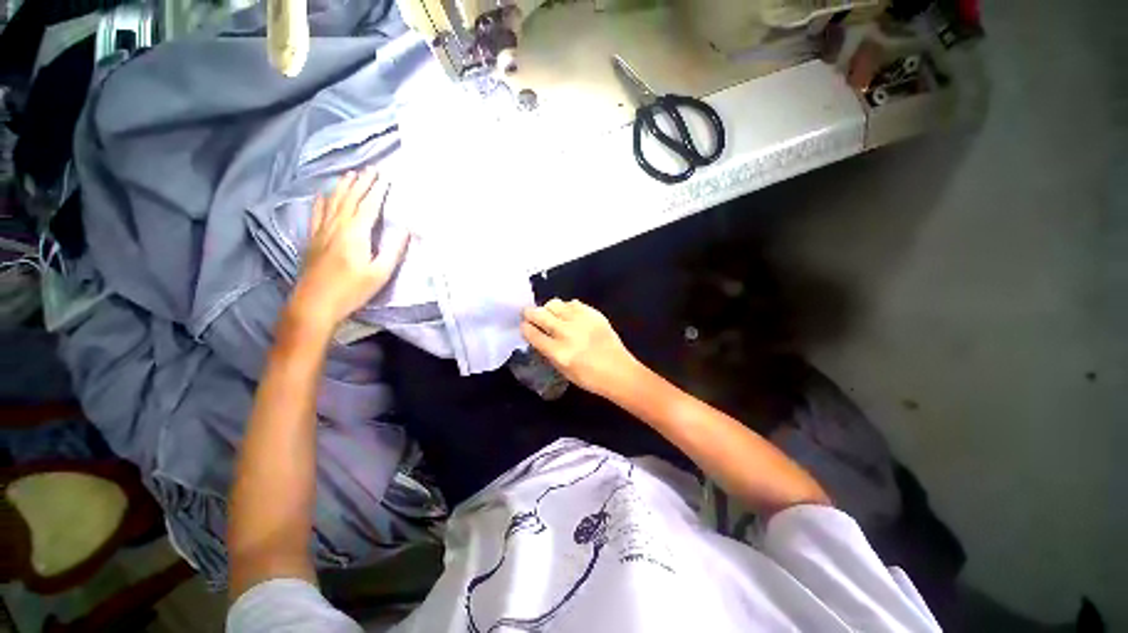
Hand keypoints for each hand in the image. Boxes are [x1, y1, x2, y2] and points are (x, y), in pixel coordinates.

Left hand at [289, 168, 407, 329]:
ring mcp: (321, 231)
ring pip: (333, 202)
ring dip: (343, 187)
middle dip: (361, 182)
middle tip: (370, 169)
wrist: (315, 303)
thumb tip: (406, 230)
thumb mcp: (380, 273)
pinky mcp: (312, 239)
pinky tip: (323, 194)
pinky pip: (316, 213)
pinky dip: (321, 201)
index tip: (385, 177)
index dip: (377, 190)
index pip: (368, 205)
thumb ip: (393, 250)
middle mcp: (337, 226)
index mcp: (355, 233)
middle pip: (350, 198)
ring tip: (350, 174)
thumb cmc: (352, 290)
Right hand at [521, 299, 639, 396]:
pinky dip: (567, 308)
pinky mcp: (593, 313)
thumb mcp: (562, 370)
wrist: (619, 371)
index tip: (524, 326)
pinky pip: (572, 303)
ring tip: (551, 315)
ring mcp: (581, 320)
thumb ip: (548, 351)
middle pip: (540, 314)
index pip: (532, 333)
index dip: (525, 328)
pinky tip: (570, 316)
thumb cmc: (589, 377)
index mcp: (558, 352)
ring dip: (548, 309)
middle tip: (529, 314)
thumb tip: (537, 335)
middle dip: (530, 313)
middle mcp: (567, 333)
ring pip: (554, 303)